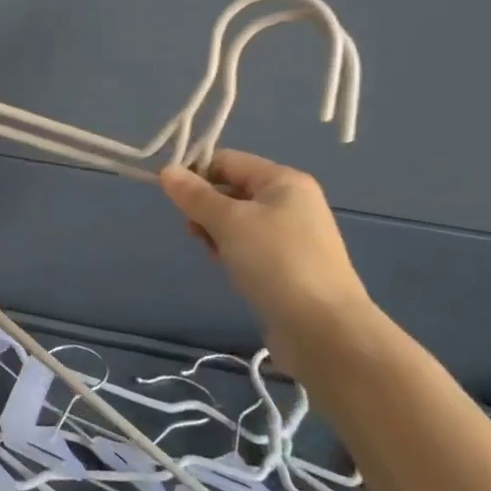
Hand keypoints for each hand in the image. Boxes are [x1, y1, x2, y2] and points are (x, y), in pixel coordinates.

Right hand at [160, 149, 371, 364]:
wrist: (323, 329)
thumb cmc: (275, 262)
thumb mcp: (228, 222)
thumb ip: (194, 195)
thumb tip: (166, 170)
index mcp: (283, 181)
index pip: (226, 161)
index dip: (195, 174)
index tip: (171, 199)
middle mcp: (291, 201)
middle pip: (231, 189)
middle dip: (205, 207)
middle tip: (194, 232)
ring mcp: (292, 234)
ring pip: (237, 220)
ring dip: (216, 232)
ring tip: (213, 254)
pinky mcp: (288, 264)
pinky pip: (249, 245)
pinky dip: (232, 251)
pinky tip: (228, 268)